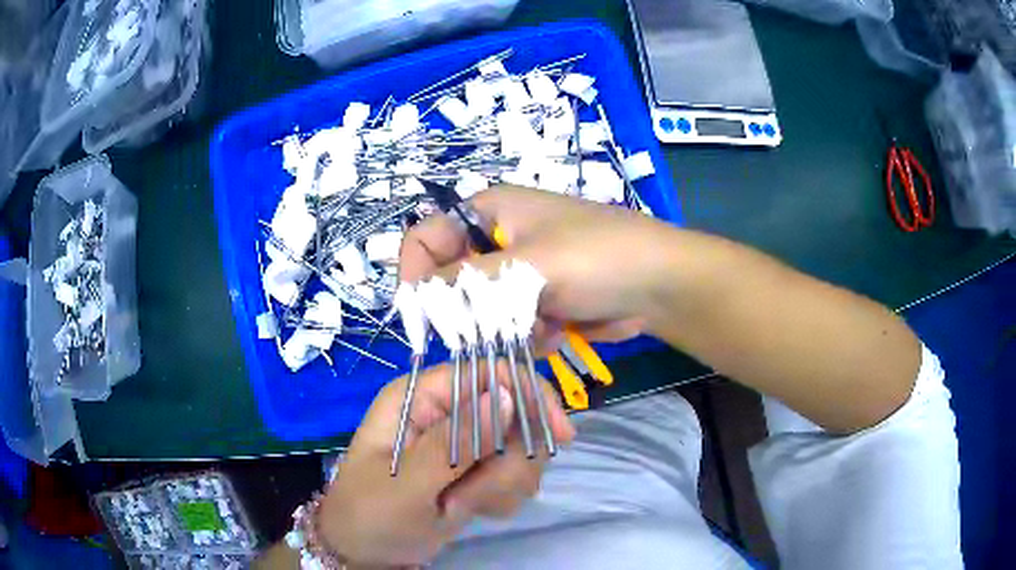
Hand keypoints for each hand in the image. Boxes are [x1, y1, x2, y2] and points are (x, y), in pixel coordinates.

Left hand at [319, 362, 574, 566]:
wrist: (364, 554)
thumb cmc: (371, 516)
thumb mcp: (408, 484)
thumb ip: (457, 442)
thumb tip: (507, 396)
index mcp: (420, 397)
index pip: (490, 372)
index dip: (531, 395)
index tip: (560, 436)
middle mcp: (445, 412)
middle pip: (515, 415)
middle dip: (508, 462)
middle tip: (478, 495)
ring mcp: (462, 443)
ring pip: (520, 450)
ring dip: (502, 485)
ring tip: (461, 506)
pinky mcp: (474, 470)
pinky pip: (513, 476)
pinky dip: (499, 498)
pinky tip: (469, 511)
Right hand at [399, 186, 673, 350]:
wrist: (658, 285)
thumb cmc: (595, 257)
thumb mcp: (526, 265)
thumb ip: (465, 281)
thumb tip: (415, 296)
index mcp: (488, 212)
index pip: (425, 238)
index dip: (414, 274)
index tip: (420, 316)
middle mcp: (497, 240)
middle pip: (452, 281)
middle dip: (469, 310)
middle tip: (490, 327)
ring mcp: (519, 274)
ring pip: (481, 312)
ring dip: (503, 327)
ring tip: (541, 324)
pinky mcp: (538, 302)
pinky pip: (509, 327)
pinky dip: (528, 335)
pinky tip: (559, 330)